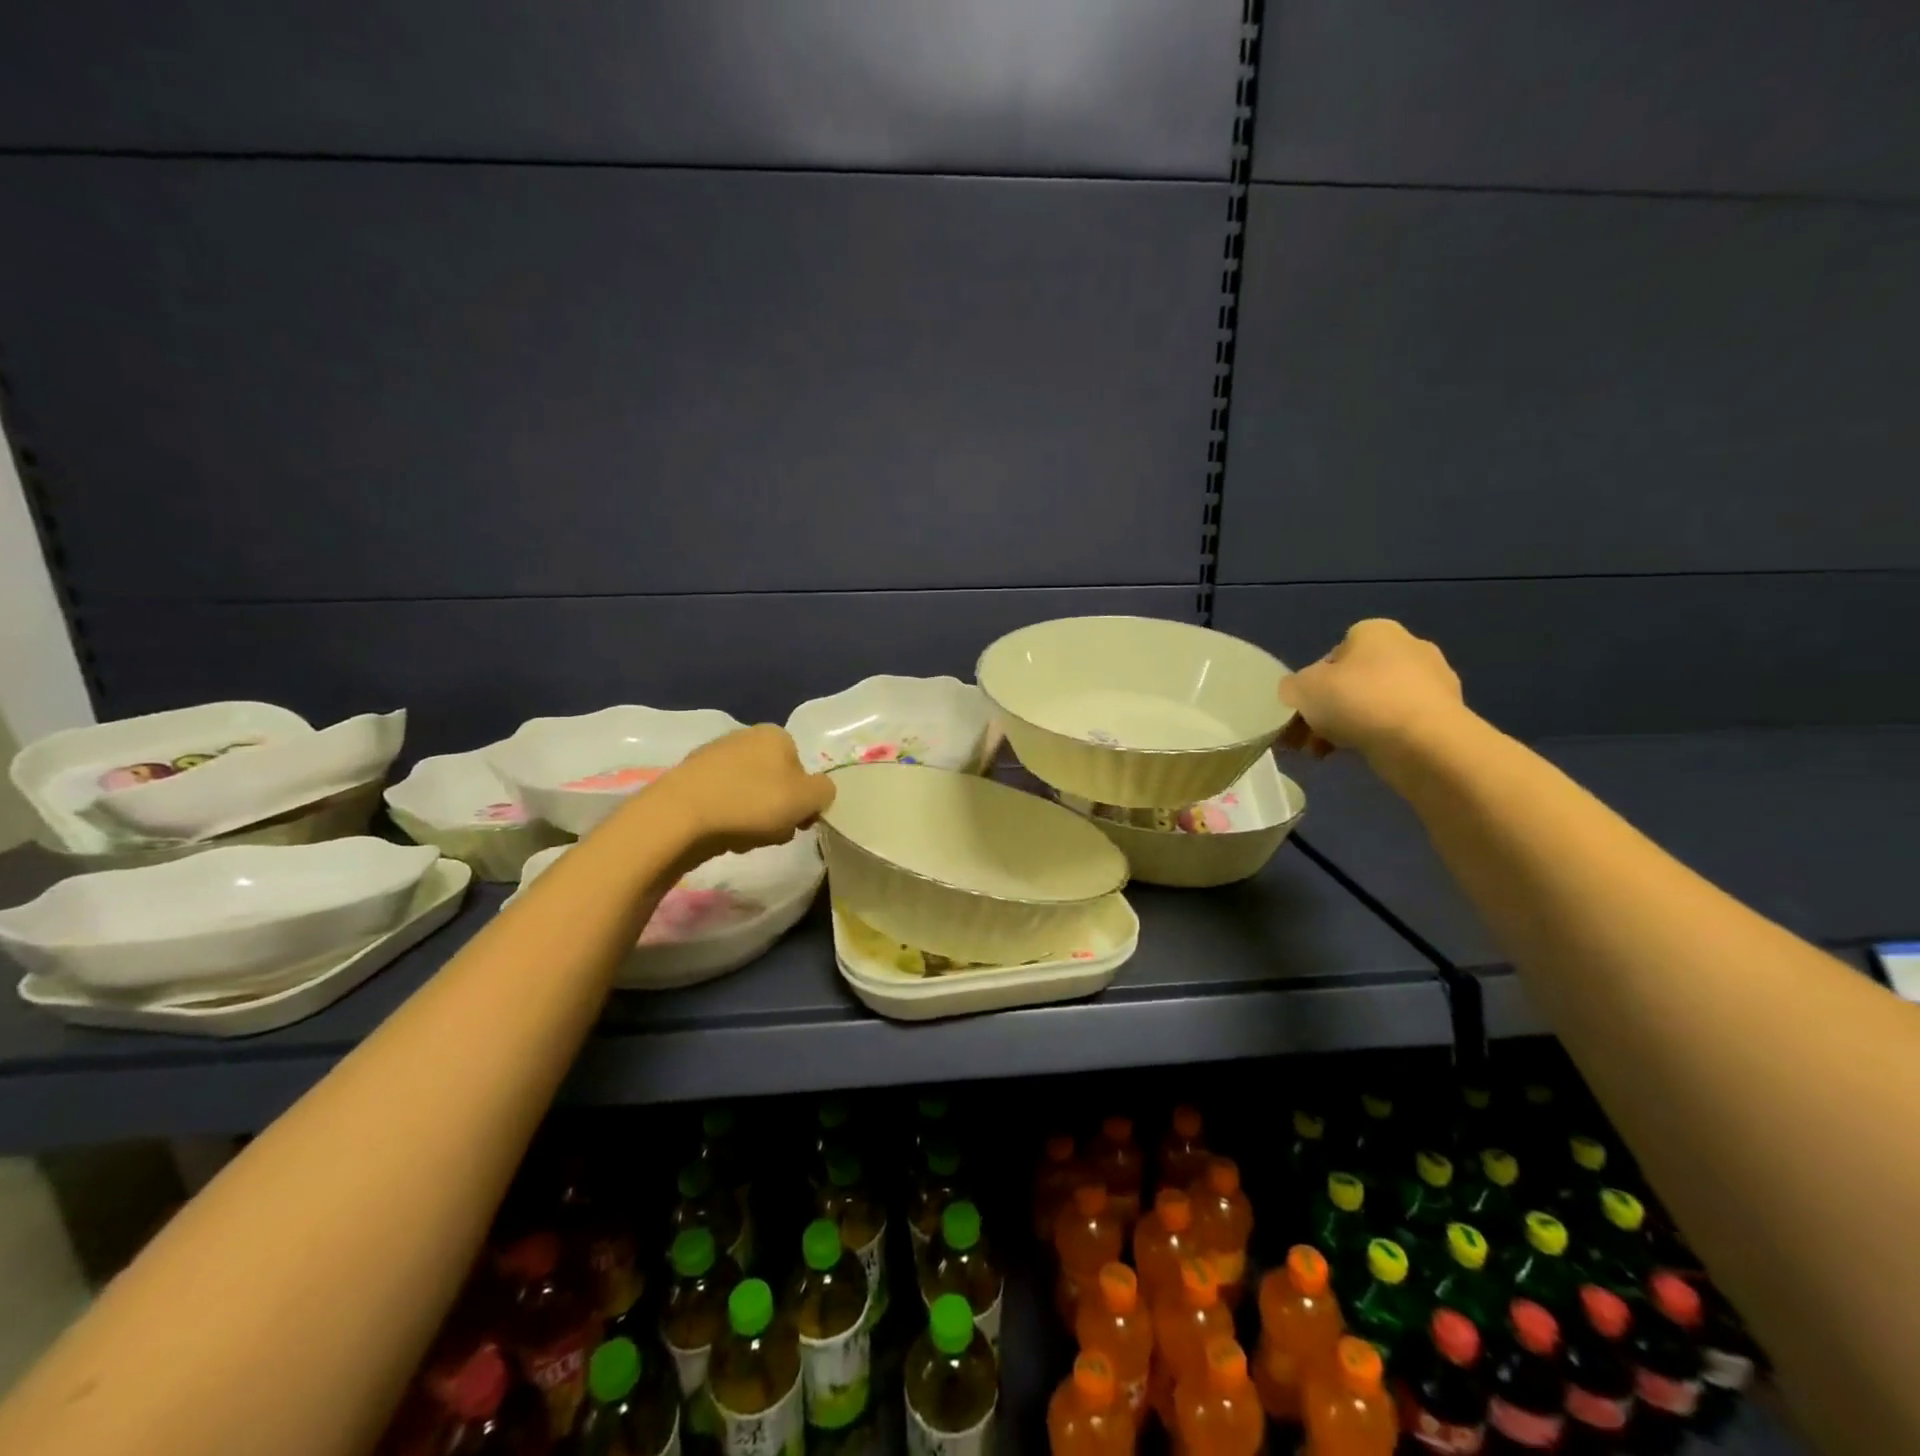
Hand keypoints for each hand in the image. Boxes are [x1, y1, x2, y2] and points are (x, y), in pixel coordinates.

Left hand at [641, 724, 835, 857]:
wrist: (680, 816)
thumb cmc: (752, 802)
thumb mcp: (808, 799)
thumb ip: (825, 792)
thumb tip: (818, 792)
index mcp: (776, 734)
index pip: (803, 768)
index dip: (805, 799)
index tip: (798, 822)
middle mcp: (745, 736)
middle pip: (776, 782)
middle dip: (778, 810)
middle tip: (772, 832)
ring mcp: (714, 756)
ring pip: (750, 794)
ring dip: (754, 818)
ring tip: (743, 838)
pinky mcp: (689, 779)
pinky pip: (722, 801)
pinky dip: (727, 818)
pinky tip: (720, 834)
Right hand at [1278, 619, 1464, 763]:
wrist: (1423, 742)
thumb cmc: (1357, 701)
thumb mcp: (1300, 689)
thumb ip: (1291, 687)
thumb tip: (1298, 693)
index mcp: (1375, 631)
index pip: (1331, 656)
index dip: (1311, 685)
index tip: (1302, 711)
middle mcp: (1408, 648)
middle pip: (1351, 683)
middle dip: (1327, 711)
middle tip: (1307, 739)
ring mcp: (1432, 682)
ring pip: (1372, 705)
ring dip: (1345, 728)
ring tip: (1324, 754)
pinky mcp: (1444, 715)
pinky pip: (1396, 724)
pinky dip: (1375, 738)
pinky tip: (1355, 757)